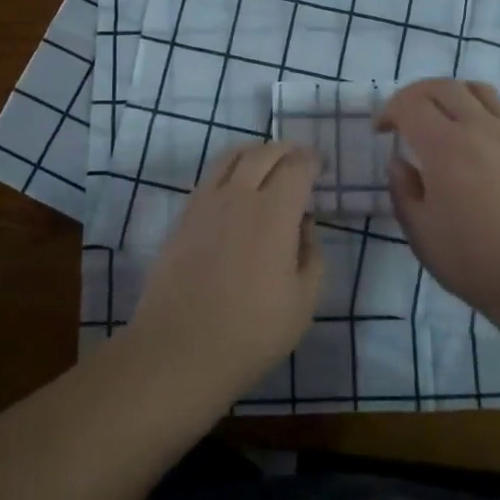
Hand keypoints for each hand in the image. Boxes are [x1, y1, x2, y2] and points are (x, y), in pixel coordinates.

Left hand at [130, 141, 324, 399]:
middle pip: (263, 153)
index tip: (320, 165)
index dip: (312, 160)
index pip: (296, 167)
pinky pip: (209, 177)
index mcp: (274, 213)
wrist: (179, 349)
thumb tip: (304, 224)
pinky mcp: (183, 218)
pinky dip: (229, 170)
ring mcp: (205, 204)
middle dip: (285, 150)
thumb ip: (312, 255)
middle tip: (298, 158)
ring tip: (266, 163)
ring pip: (230, 157)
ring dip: (254, 152)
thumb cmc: (251, 332)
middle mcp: (238, 196)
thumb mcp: (303, 302)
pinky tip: (235, 189)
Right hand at [376, 80, 499, 313]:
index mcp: (445, 146)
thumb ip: (404, 191)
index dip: (389, 111)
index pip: (410, 104)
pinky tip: (479, 139)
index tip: (381, 132)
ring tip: (442, 119)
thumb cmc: (476, 261)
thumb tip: (399, 163)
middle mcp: (480, 128)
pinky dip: (483, 111)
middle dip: (416, 95)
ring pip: (479, 90)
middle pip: (444, 86)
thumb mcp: (421, 234)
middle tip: (404, 118)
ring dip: (452, 95)